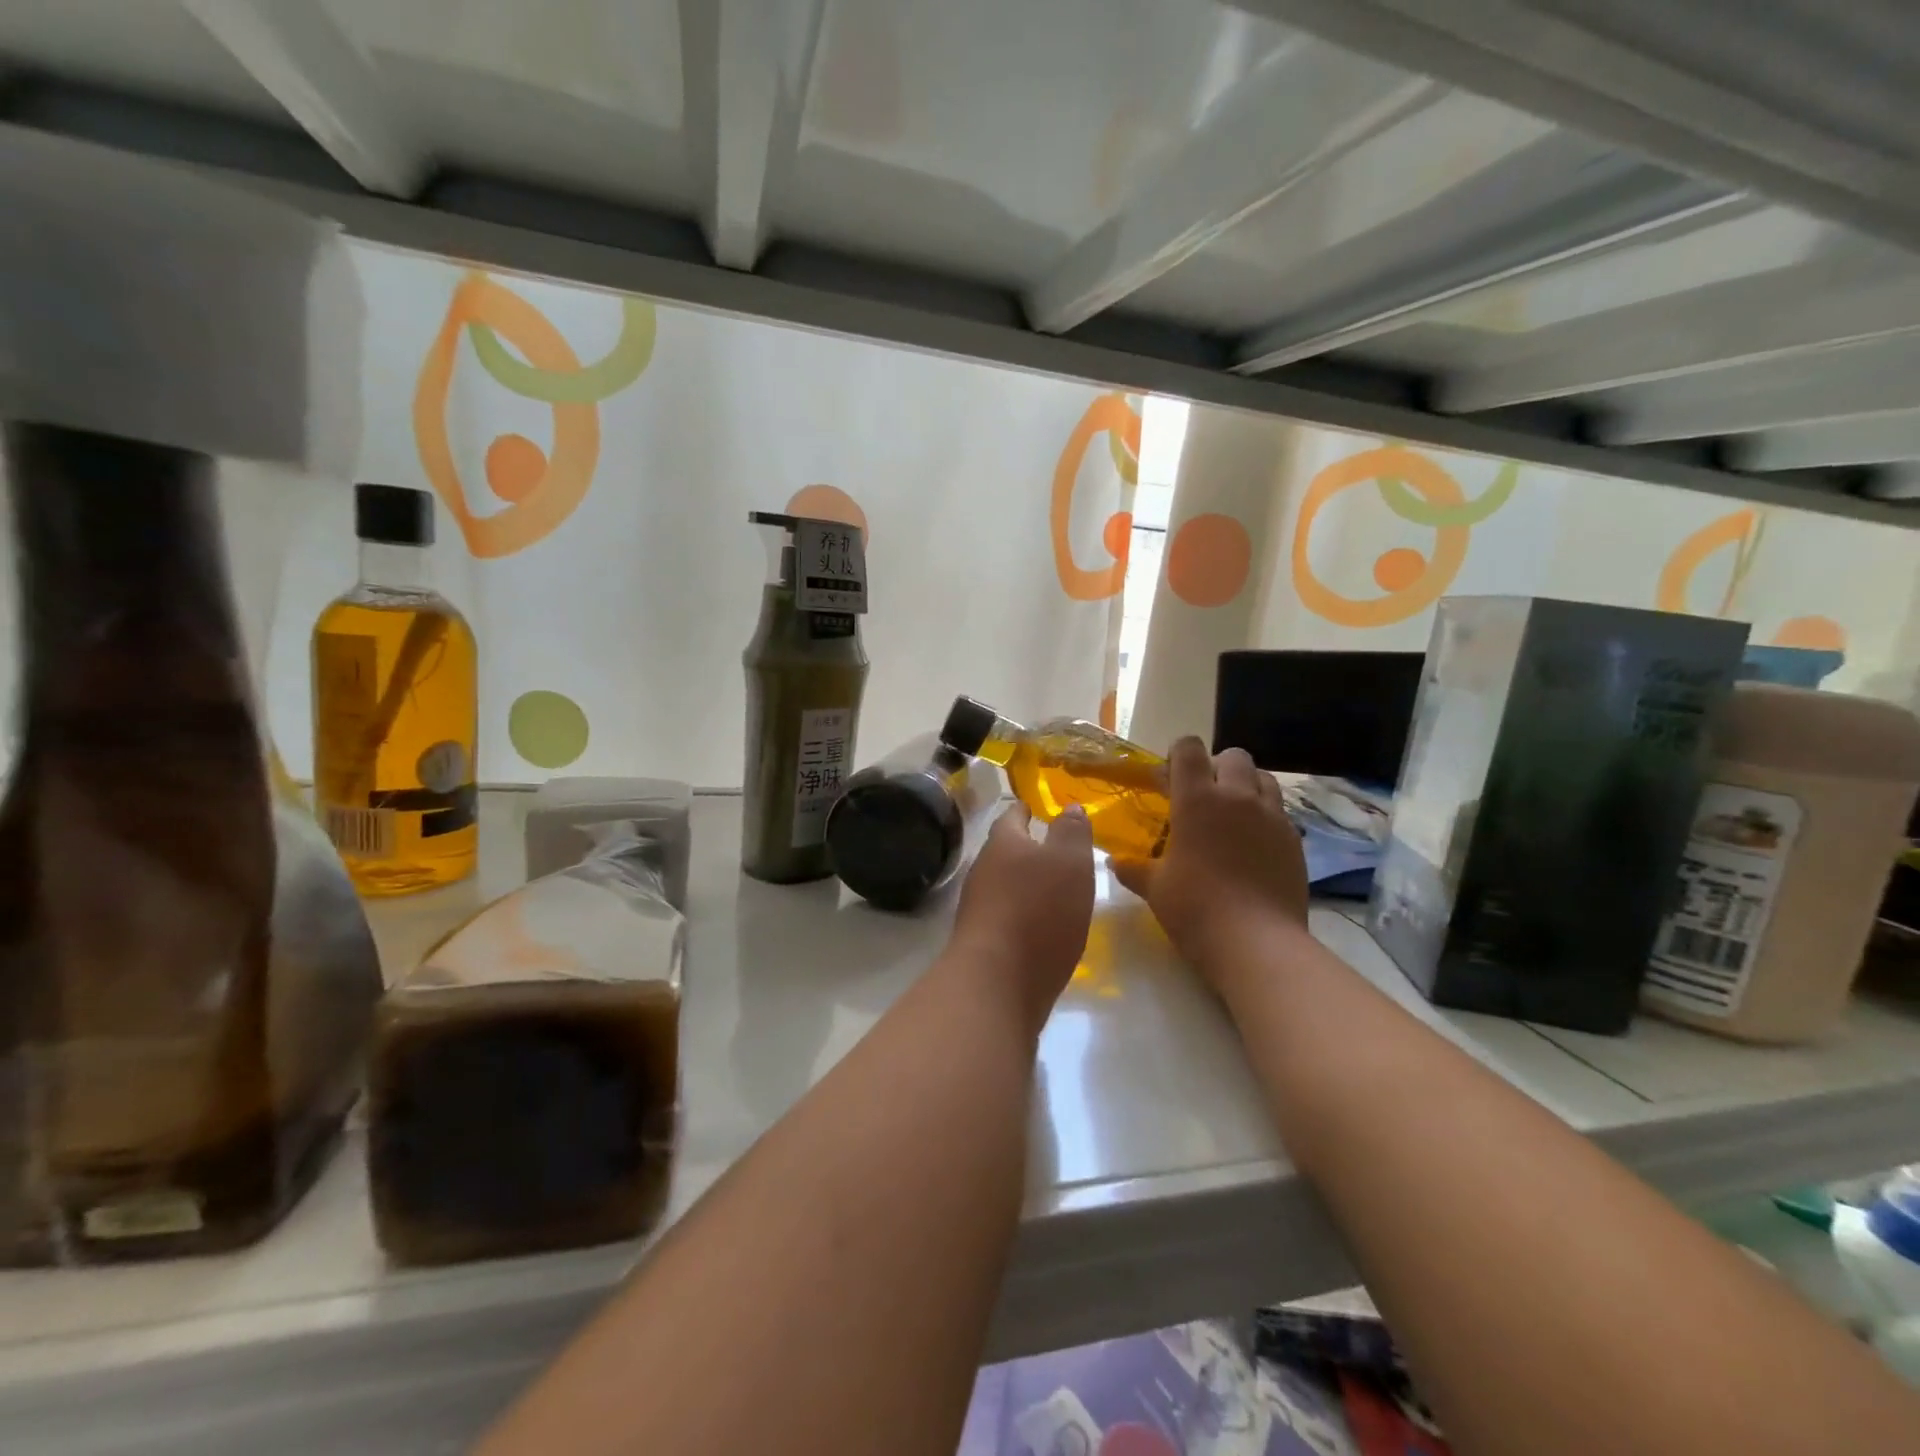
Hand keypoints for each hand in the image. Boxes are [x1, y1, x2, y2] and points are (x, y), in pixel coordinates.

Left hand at [948, 803, 1094, 1029]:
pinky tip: (1042, 926)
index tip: (1037, 808)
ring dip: (1025, 883)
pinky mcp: (982, 942)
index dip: (1026, 810)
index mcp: (1003, 843)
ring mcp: (978, 908)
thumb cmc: (1038, 912)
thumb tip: (1068, 807)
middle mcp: (984, 870)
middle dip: (1026, 848)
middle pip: (1005, 851)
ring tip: (1054, 888)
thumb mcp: (1069, 863)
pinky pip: (1005, 916)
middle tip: (1055, 850)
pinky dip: (1023, 914)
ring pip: (1004, 884)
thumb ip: (1071, 833)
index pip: (1012, 816)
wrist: (996, 983)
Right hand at [1111, 739, 1307, 992]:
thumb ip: (1134, 868)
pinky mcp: (1294, 840)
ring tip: (1232, 814)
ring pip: (1263, 778)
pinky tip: (1253, 845)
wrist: (1256, 943)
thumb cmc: (1195, 908)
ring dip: (1246, 786)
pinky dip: (1265, 817)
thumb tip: (1115, 862)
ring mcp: (1272, 816)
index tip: (1168, 778)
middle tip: (1202, 796)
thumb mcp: (1154, 887)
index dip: (1178, 755)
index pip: (1189, 749)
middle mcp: (1237, 797)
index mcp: (1197, 799)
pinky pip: (1280, 812)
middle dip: (1216, 767)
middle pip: (1233, 756)